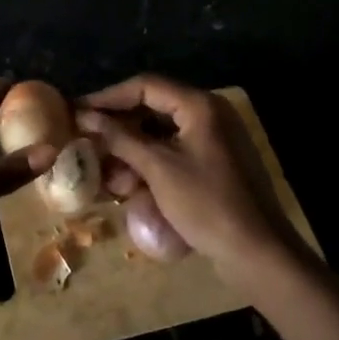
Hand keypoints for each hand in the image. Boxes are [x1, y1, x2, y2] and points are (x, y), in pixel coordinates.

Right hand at [76, 73, 294, 278]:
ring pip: (163, 131)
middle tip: (89, 139)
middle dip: (120, 125)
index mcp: (200, 105)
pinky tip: (131, 181)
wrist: (259, 254)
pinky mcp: (216, 162)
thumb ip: (120, 138)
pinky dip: (152, 161)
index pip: (145, 86)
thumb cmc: (207, 204)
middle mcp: (210, 113)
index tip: (79, 110)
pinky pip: (176, 150)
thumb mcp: (158, 169)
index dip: (108, 97)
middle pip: (154, 106)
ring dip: (133, 146)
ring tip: (106, 167)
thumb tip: (85, 116)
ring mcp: (216, 138)